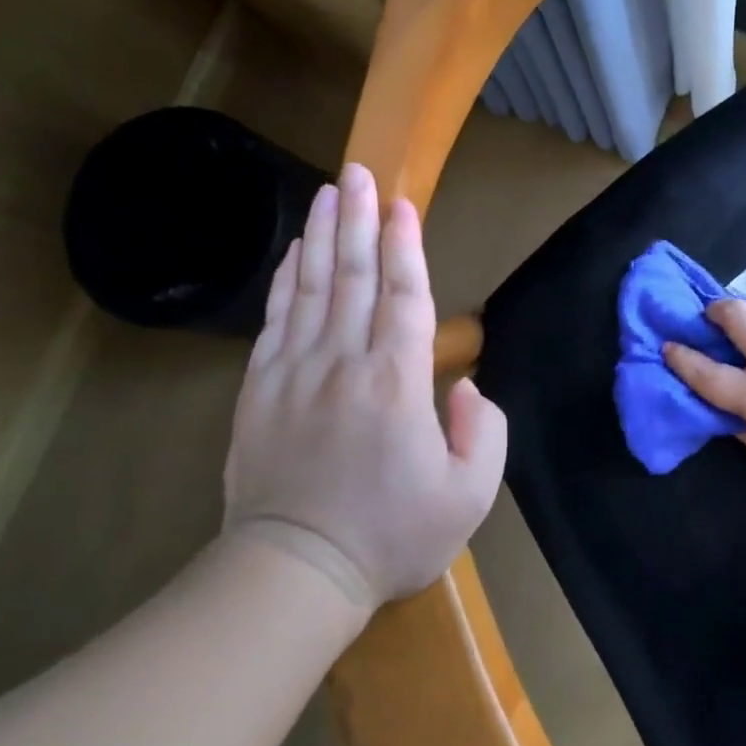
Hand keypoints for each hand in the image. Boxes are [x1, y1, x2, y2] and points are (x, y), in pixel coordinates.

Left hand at [224, 163, 506, 611]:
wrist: (294, 573)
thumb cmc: (391, 535)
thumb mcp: (469, 495)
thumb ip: (485, 431)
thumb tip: (467, 385)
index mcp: (397, 383)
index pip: (403, 296)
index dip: (406, 246)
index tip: (403, 203)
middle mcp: (343, 363)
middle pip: (353, 277)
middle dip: (360, 219)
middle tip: (360, 171)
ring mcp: (294, 373)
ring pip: (311, 288)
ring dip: (323, 236)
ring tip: (328, 192)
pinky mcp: (260, 390)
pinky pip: (275, 320)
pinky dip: (286, 280)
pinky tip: (294, 253)